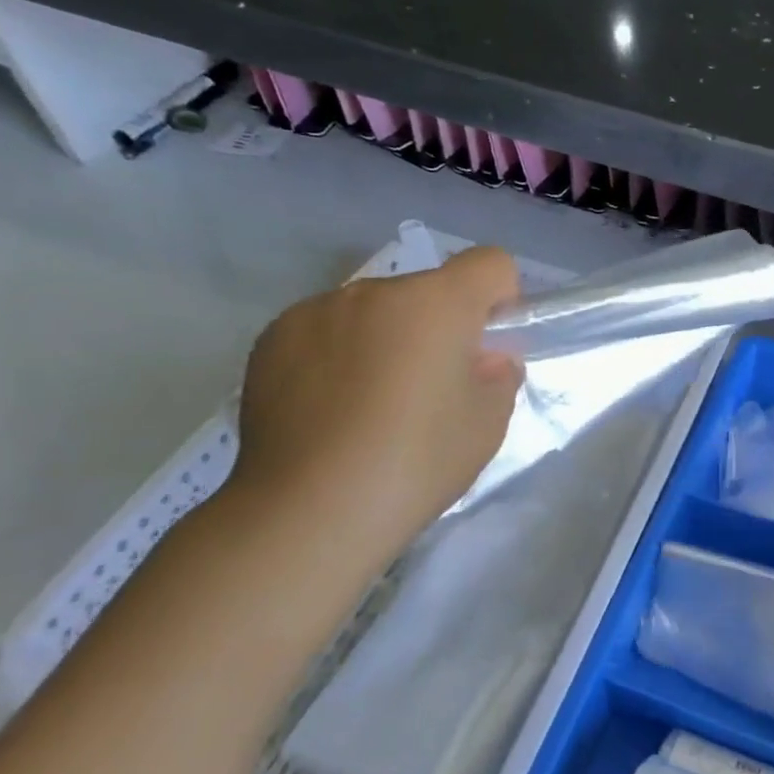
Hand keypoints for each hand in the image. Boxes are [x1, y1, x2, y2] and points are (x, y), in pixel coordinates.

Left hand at [228, 247, 522, 567]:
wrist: (309, 511)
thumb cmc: (416, 462)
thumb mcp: (487, 425)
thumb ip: (499, 376)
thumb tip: (483, 359)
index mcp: (436, 304)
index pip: (491, 263)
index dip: (501, 300)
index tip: (487, 347)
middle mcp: (373, 291)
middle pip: (427, 291)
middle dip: (439, 327)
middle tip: (431, 391)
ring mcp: (314, 311)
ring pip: (374, 312)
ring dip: (386, 340)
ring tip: (371, 406)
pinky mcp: (271, 340)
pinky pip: (325, 332)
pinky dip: (338, 357)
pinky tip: (329, 412)